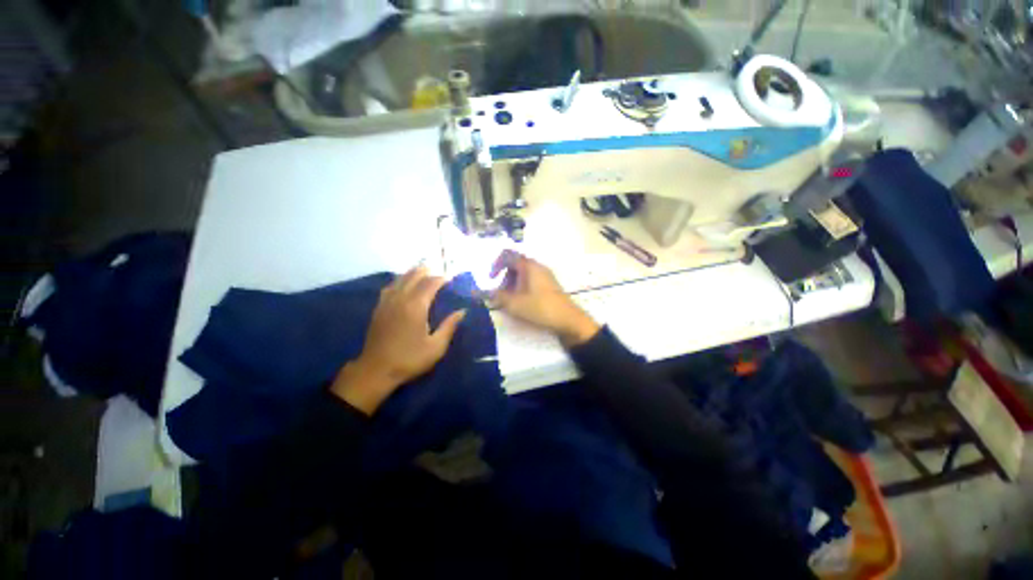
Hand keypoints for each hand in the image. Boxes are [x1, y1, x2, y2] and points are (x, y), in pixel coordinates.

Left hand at [331, 266, 465, 414]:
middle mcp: (400, 299)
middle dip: (427, 271)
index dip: (441, 278)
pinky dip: (399, 280)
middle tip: (438, 270)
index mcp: (416, 307)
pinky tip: (402, 283)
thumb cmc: (409, 359)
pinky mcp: (379, 308)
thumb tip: (462, 311)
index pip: (430, 284)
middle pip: (414, 276)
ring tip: (423, 270)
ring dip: (412, 273)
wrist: (376, 370)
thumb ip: (449, 326)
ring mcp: (387, 302)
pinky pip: (390, 287)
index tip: (451, 278)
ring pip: (400, 279)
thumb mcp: (436, 347)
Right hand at [490, 250, 599, 346]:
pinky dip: (521, 288)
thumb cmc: (541, 308)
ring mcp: (544, 275)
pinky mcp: (548, 285)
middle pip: (514, 265)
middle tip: (501, 295)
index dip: (496, 264)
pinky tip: (522, 302)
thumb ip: (496, 296)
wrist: (568, 320)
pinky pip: (530, 281)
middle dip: (503, 278)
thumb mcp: (515, 304)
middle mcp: (537, 266)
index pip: (508, 254)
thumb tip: (479, 292)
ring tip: (510, 301)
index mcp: (529, 266)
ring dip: (512, 284)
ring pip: (522, 274)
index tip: (491, 279)